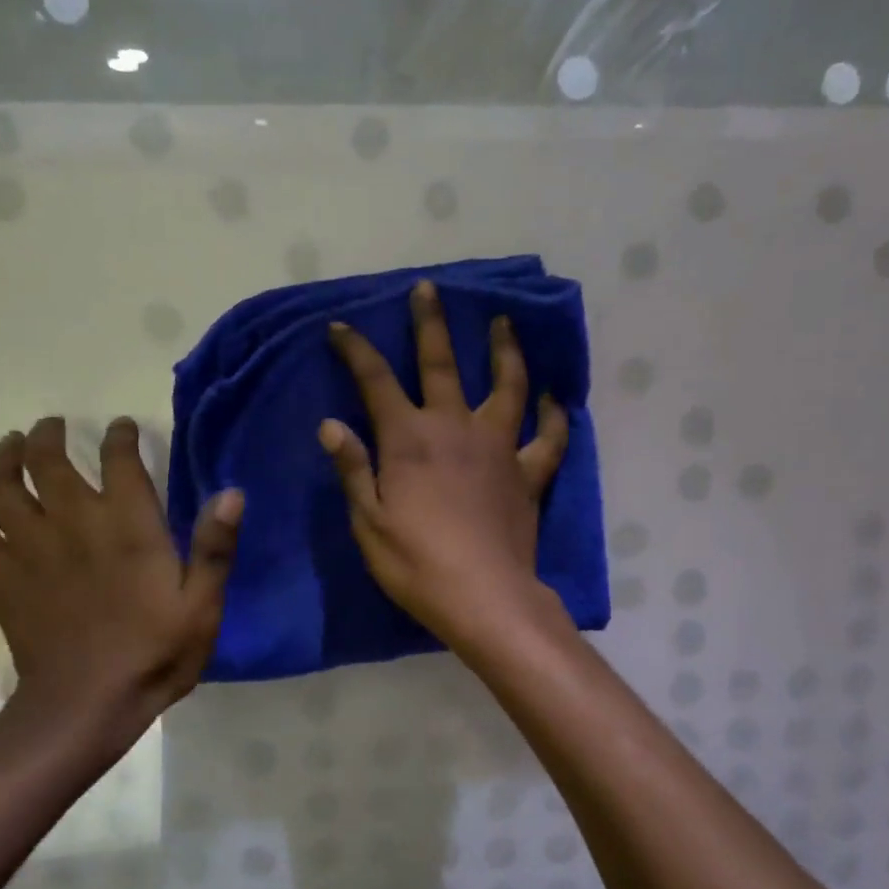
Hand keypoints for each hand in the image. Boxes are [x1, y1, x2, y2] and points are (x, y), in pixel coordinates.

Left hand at [0, 416, 240, 728]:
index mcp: (127, 524)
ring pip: (2, 486)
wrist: (87, 703)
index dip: (119, 436)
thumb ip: (215, 546)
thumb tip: (232, 492)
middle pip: (47, 459)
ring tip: (10, 447)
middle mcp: (73, 521)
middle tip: (51, 426)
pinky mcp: (2, 578)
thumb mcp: (202, 604)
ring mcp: (30, 548)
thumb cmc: (154, 653)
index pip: (118, 459)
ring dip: (4, 459)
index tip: (120, 428)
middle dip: (48, 435)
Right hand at [321, 280, 569, 645]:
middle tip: (427, 289)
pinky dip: (554, 418)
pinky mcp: (528, 475)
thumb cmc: (416, 564)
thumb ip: (353, 468)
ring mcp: (498, 448)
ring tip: (504, 324)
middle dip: (430, 324)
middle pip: (442, 364)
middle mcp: (455, 429)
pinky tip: (556, 400)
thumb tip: (331, 424)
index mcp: (409, 440)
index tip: (340, 327)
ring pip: (507, 386)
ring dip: (505, 352)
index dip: (355, 351)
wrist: (484, 598)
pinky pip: (548, 440)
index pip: (375, 381)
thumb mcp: (368, 521)